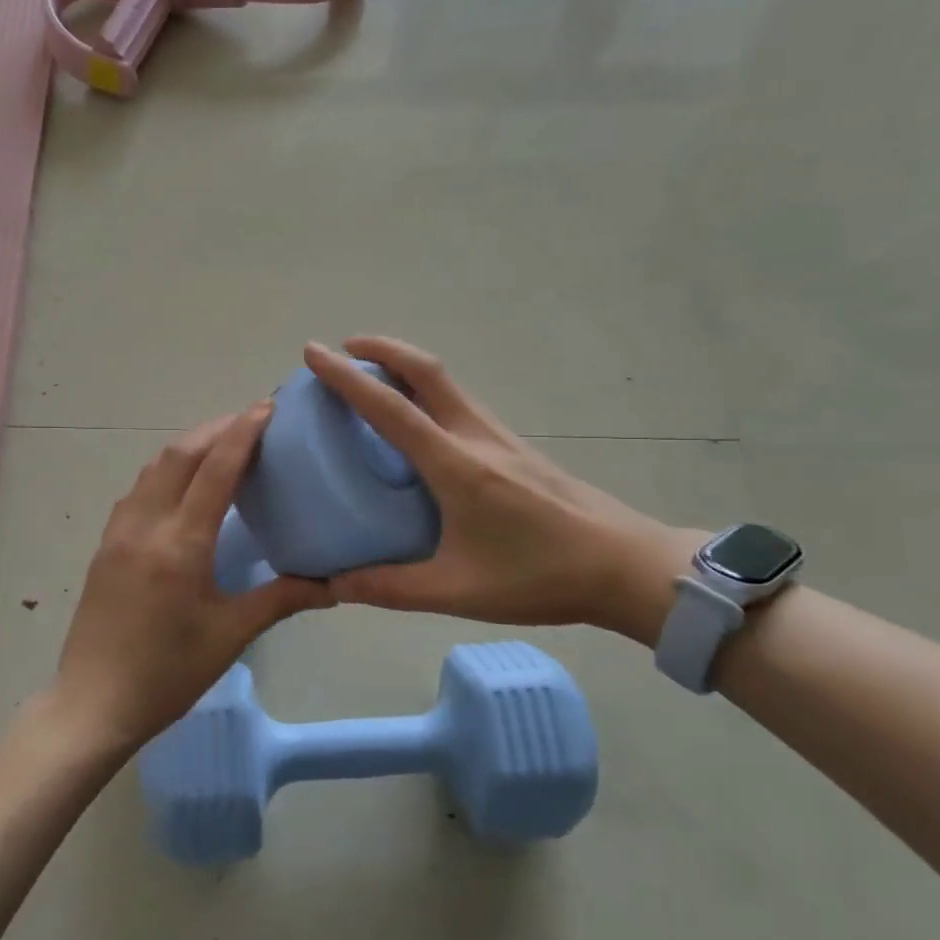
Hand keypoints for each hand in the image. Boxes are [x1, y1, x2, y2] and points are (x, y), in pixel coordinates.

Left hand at [52, 403, 333, 750]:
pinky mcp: (105, 544)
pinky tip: (183, 484)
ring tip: (221, 444)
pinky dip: (166, 470)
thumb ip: (282, 598)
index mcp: (180, 544)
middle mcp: (145, 525)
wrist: (93, 703)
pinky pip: (138, 489)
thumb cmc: (168, 673)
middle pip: (180, 454)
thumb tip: (333, 585)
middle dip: (216, 429)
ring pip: (154, 467)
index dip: (242, 432)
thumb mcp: (230, 635)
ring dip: (188, 446)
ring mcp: (118, 532)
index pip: (214, 469)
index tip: (266, 408)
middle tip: (251, 421)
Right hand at [304, 338, 698, 643]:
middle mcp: (476, 437)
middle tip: (344, 348)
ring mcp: (501, 438)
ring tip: (373, 378)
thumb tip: (333, 585)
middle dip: (381, 349)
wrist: (624, 566)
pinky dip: (429, 392)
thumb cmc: (539, 576)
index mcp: (455, 465)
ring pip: (447, 383)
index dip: (347, 377)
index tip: (315, 353)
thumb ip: (389, 588)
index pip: (391, 408)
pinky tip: (420, 422)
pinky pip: (462, 403)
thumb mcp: (456, 591)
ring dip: (406, 366)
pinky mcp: (516, 448)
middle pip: (427, 370)